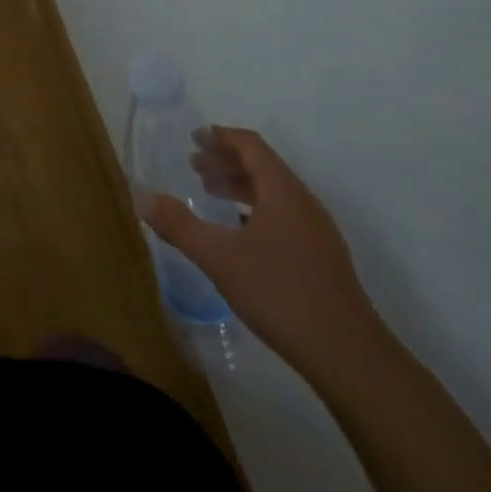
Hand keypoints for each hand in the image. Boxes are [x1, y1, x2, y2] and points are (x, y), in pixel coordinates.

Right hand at [139, 127, 378, 379]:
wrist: (348, 355)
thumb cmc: (279, 293)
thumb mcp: (219, 258)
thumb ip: (179, 225)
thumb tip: (142, 197)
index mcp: (282, 191)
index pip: (251, 146)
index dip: (222, 136)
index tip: (195, 136)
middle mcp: (302, 203)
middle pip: (263, 166)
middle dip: (227, 160)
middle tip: (194, 163)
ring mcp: (316, 232)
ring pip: (274, 193)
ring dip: (240, 185)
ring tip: (210, 192)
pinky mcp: (321, 258)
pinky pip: (283, 215)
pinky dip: (255, 209)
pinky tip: (238, 232)